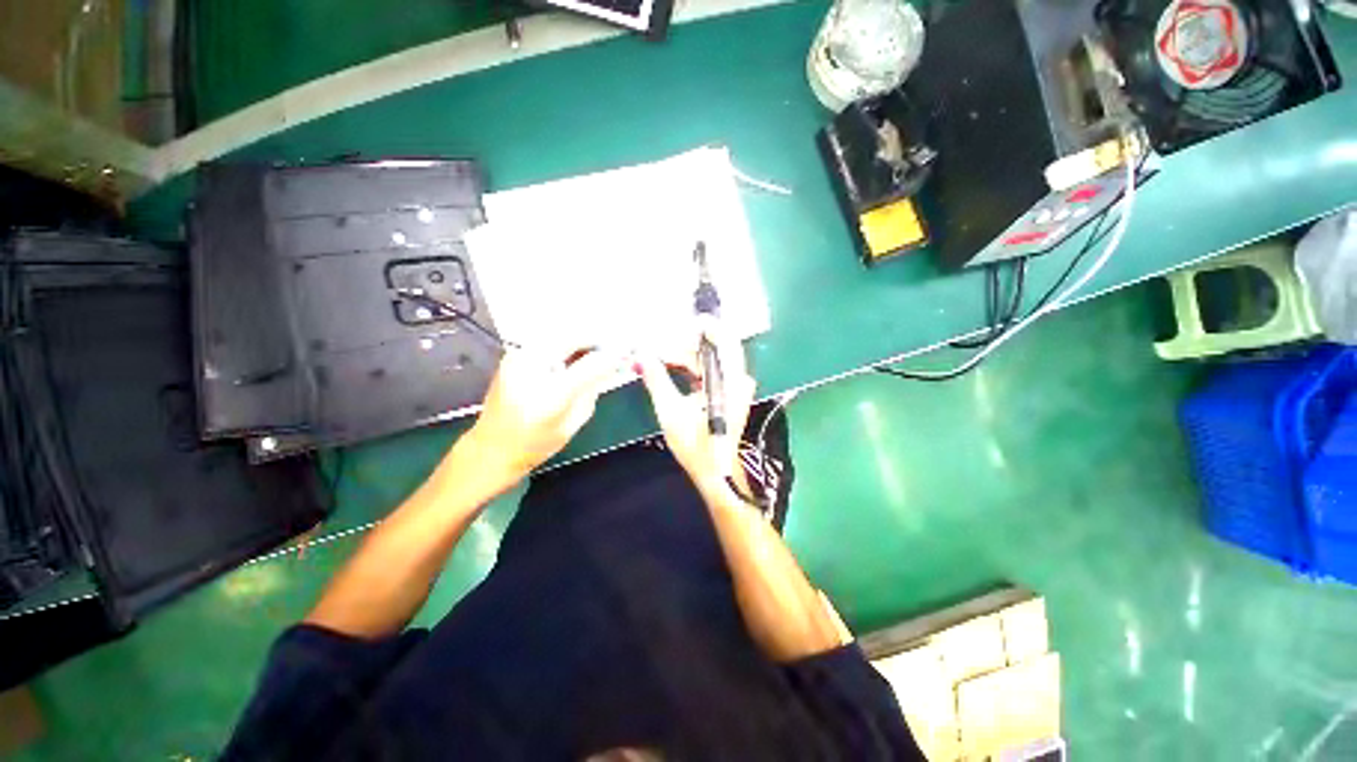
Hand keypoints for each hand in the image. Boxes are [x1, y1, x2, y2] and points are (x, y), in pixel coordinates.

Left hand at [458, 347, 623, 495]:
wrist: (490, 449)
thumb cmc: (534, 445)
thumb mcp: (572, 424)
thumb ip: (592, 391)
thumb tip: (611, 365)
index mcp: (550, 392)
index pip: (591, 362)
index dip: (613, 353)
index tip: (627, 351)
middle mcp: (531, 366)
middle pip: (572, 336)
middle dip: (596, 339)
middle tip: (613, 347)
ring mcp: (517, 357)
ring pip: (559, 334)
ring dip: (581, 340)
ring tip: (597, 351)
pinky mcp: (513, 356)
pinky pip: (547, 341)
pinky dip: (566, 345)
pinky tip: (575, 357)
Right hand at [637, 331, 754, 499]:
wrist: (715, 471)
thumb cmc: (695, 445)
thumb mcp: (670, 411)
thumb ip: (656, 378)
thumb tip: (640, 354)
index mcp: (730, 380)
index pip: (722, 337)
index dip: (700, 327)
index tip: (673, 327)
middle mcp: (737, 378)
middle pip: (711, 347)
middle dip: (682, 345)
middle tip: (654, 349)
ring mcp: (734, 385)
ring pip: (707, 358)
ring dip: (682, 357)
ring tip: (655, 360)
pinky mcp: (727, 392)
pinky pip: (708, 370)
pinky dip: (689, 367)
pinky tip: (668, 368)